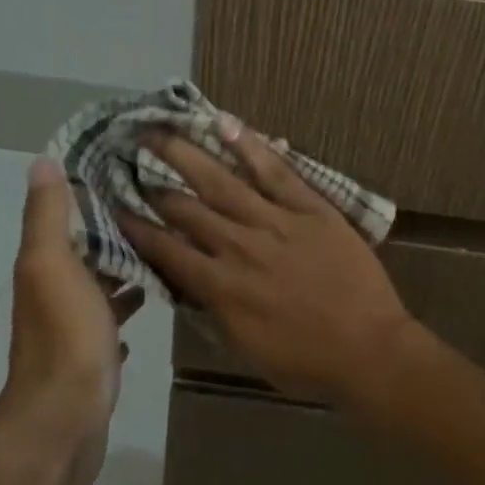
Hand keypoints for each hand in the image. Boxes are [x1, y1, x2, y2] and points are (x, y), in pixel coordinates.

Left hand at [4, 156, 140, 484]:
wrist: (64, 419)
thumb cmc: (65, 336)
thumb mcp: (53, 265)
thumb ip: (48, 216)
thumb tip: (42, 162)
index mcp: (45, 267)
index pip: (66, 220)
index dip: (90, 195)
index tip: (128, 172)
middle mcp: (54, 293)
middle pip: (85, 252)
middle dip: (114, 232)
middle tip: (160, 210)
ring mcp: (74, 329)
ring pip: (100, 287)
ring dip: (123, 270)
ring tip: (164, 251)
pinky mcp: (93, 357)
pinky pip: (111, 323)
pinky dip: (125, 308)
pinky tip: (148, 303)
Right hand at [118, 119, 414, 408]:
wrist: (369, 350)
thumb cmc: (305, 360)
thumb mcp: (244, 346)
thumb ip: (212, 309)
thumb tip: (186, 280)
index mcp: (221, 287)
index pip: (166, 249)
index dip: (137, 226)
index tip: (115, 204)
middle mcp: (239, 247)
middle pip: (186, 208)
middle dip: (153, 183)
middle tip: (128, 157)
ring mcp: (276, 222)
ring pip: (221, 181)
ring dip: (186, 154)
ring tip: (159, 130)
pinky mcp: (310, 209)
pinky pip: (276, 172)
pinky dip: (250, 147)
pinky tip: (226, 124)